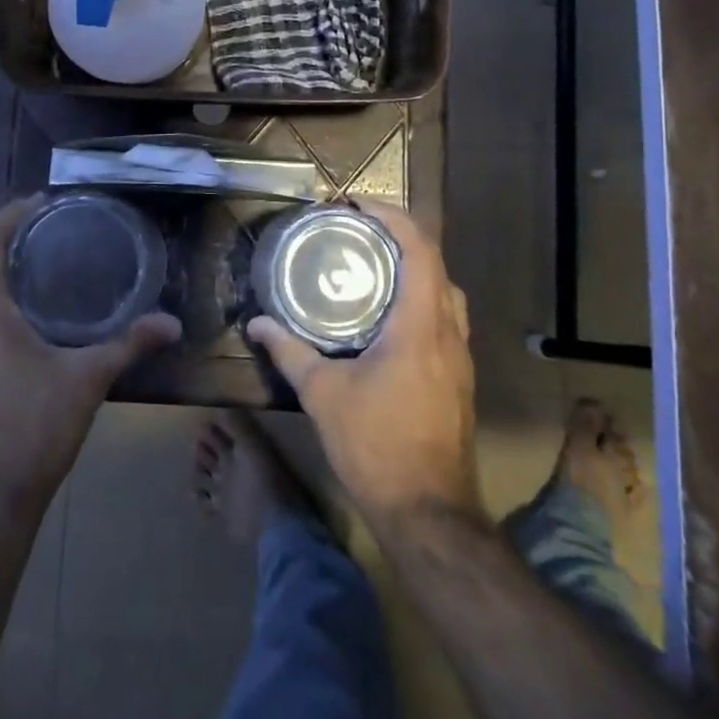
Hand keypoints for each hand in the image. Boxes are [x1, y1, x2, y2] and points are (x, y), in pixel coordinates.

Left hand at [0, 197, 180, 525]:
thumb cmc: (32, 429)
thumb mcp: (87, 380)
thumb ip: (129, 345)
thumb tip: (172, 322)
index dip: (10, 216)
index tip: (41, 200)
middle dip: (14, 243)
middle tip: (57, 230)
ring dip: (8, 277)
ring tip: (52, 268)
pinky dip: (5, 307)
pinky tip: (38, 321)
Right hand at [246, 201, 479, 527]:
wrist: (430, 513)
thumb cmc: (376, 446)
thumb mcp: (323, 395)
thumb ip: (289, 352)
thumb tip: (257, 323)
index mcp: (420, 325)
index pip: (419, 249)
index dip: (393, 216)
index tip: (358, 205)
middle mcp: (449, 332)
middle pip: (436, 263)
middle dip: (401, 237)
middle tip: (360, 232)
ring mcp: (460, 357)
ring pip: (446, 292)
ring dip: (415, 268)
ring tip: (373, 266)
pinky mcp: (459, 378)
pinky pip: (446, 318)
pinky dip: (421, 298)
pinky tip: (389, 317)